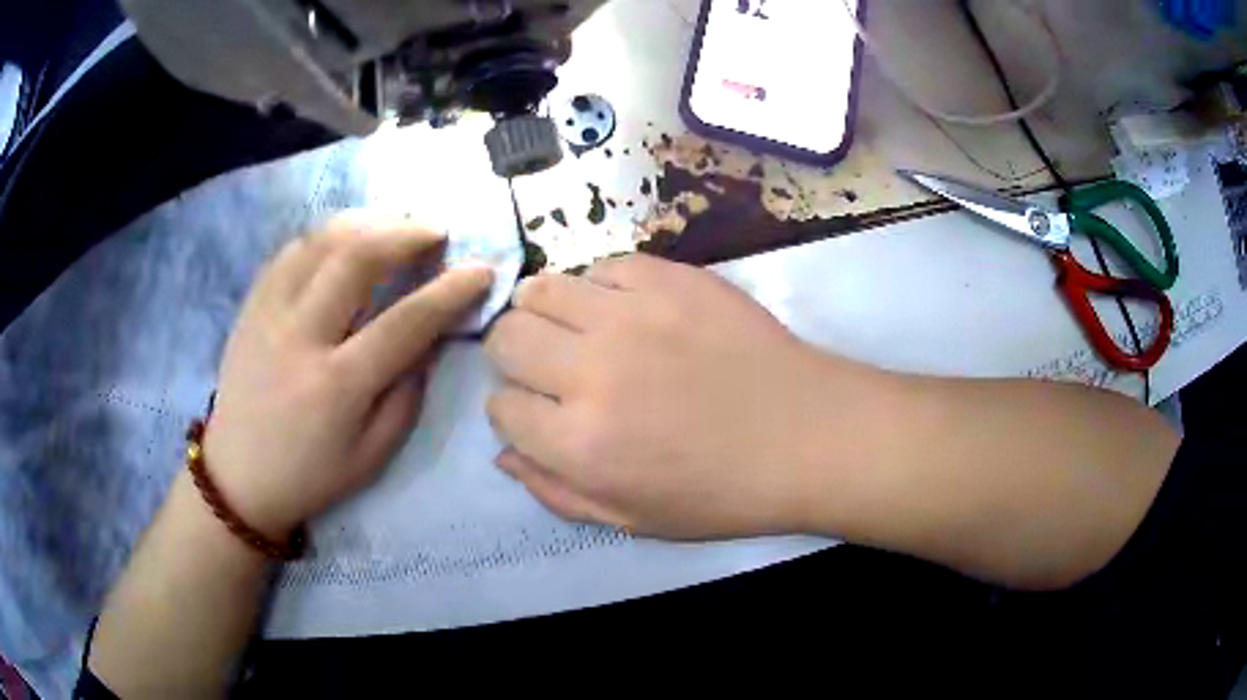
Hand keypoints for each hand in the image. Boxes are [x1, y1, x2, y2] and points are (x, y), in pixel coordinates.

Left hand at [204, 213, 492, 537]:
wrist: (239, 479)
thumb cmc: (311, 476)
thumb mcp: (373, 455)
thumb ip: (408, 392)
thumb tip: (433, 336)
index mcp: (338, 386)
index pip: (406, 321)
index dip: (451, 289)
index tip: (481, 269)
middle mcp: (300, 337)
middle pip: (356, 257)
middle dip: (406, 232)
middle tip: (435, 230)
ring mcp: (268, 314)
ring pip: (320, 241)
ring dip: (367, 221)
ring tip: (395, 223)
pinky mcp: (250, 306)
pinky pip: (290, 251)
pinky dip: (326, 235)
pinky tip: (346, 240)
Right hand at [484, 254, 883, 539]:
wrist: (807, 435)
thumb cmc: (723, 492)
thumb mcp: (632, 519)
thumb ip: (555, 491)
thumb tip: (504, 451)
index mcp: (580, 443)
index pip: (501, 408)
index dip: (513, 411)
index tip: (537, 413)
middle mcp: (592, 371)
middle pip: (506, 337)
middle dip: (514, 355)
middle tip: (547, 366)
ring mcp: (631, 314)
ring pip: (542, 289)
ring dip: (545, 311)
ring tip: (575, 329)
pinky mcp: (669, 277)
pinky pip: (603, 265)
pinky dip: (600, 288)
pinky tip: (625, 309)